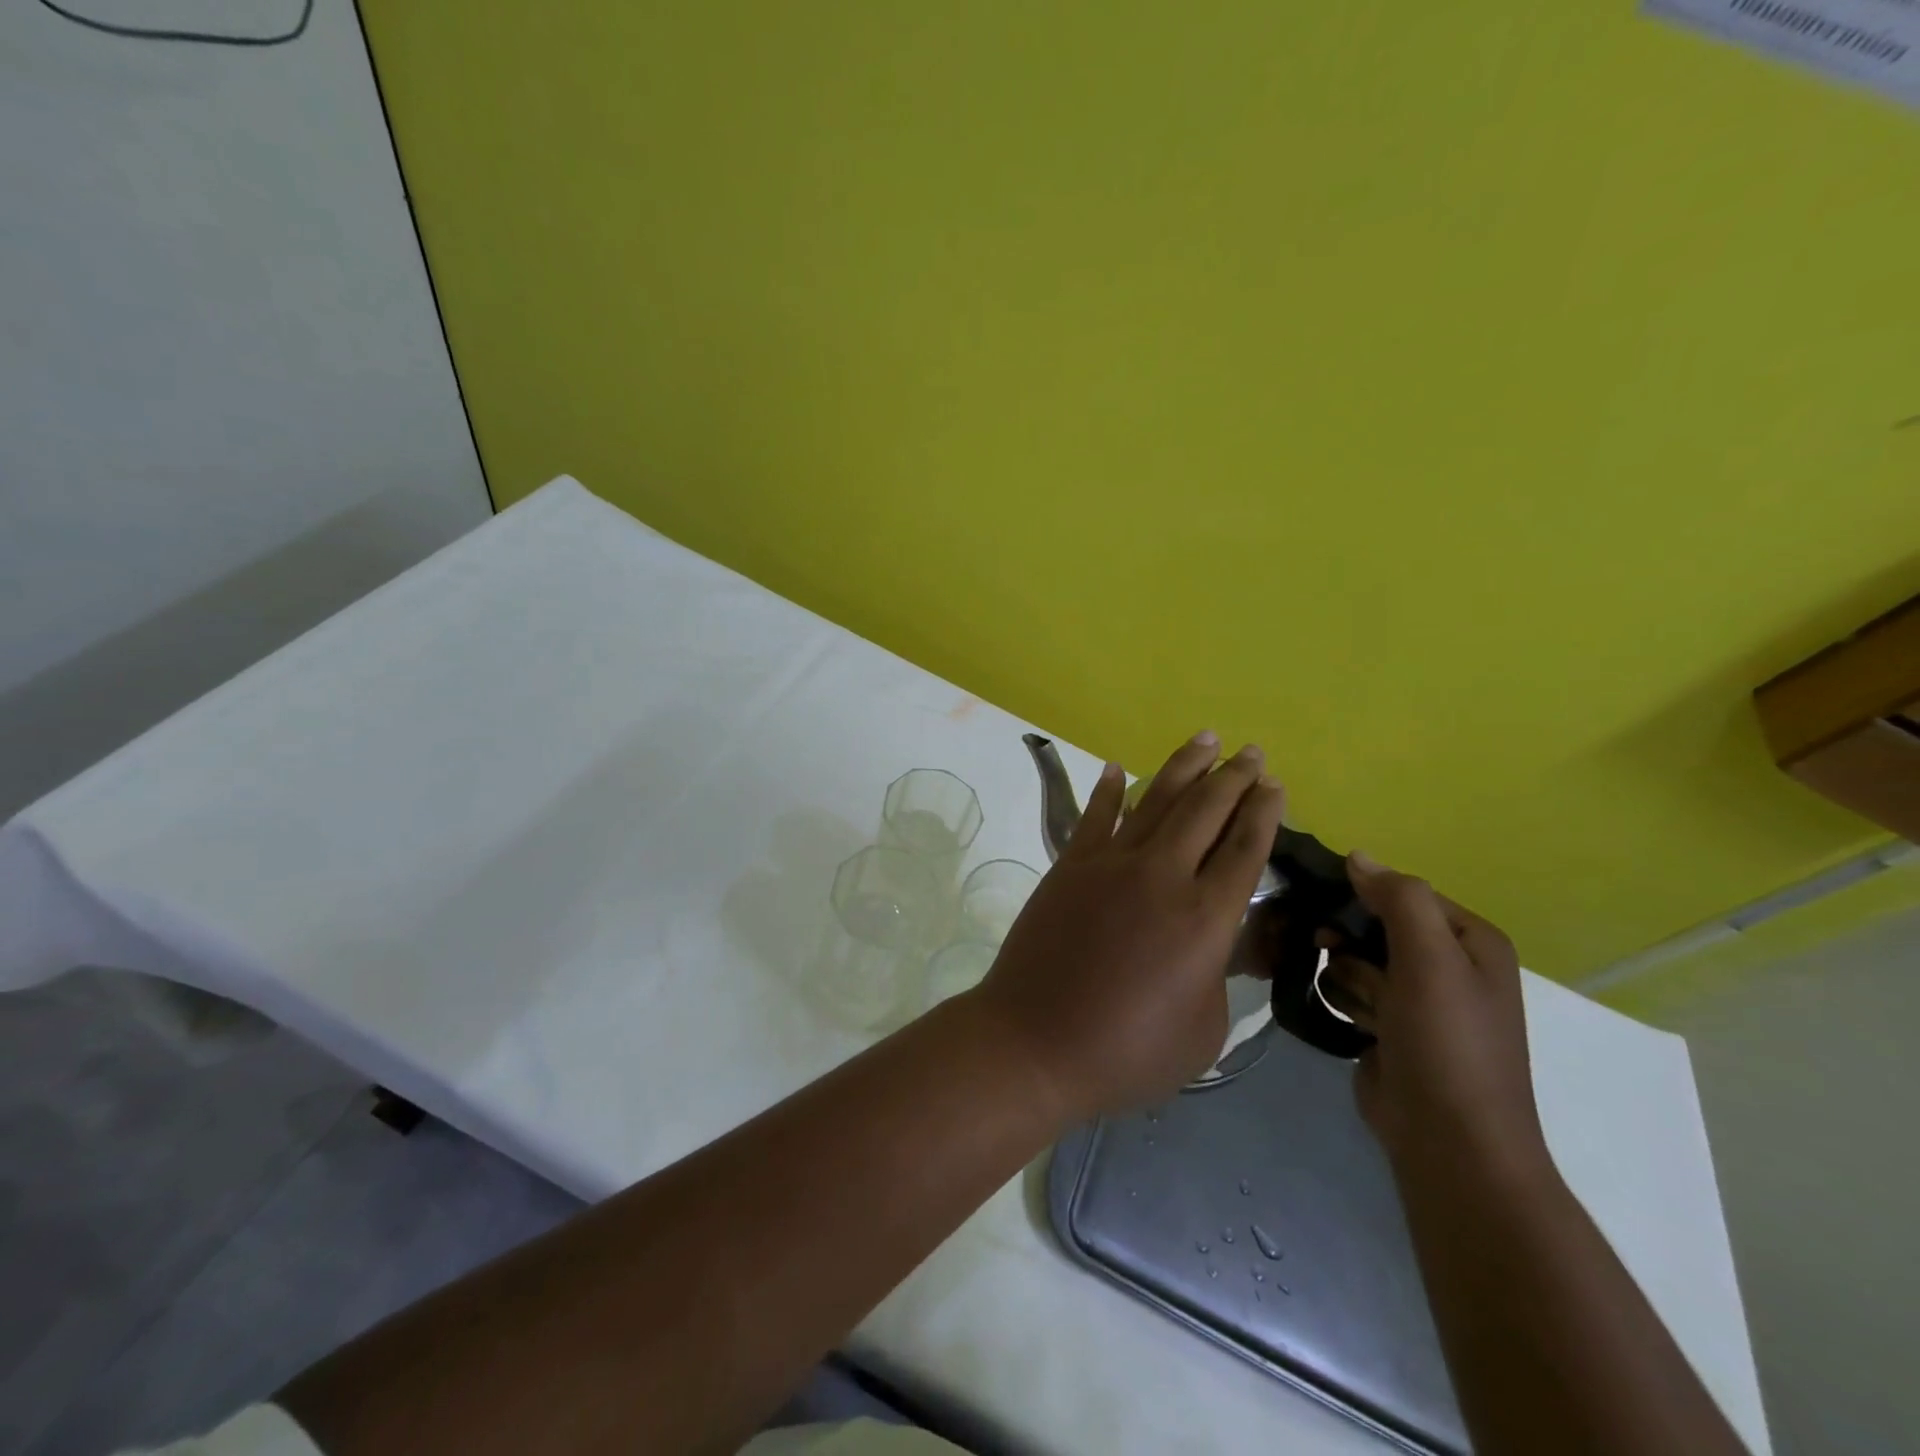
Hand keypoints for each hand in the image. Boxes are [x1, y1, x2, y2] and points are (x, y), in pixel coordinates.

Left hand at [969, 732, 1287, 1123]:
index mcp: (1206, 919)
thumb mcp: (1203, 1030)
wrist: (1034, 1041)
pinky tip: (1117, 768)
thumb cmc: (1126, 1052)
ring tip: (1206, 740)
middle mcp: (1162, 877)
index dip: (1263, 813)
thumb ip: (1219, 974)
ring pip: (1155, 801)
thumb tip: (1216, 941)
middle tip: (1251, 752)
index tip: (1274, 785)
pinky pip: (1095, 816)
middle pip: (1206, 811)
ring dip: (1183, 767)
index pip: (1245, 850)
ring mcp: (1110, 864)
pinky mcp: (1069, 865)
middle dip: (1234, 777)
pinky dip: (1108, 790)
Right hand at [1324, 856, 1549, 1178]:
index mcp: (1470, 941)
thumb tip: (1357, 855)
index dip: (1363, 895)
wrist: (1449, 1141)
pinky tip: (1352, 1022)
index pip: (1403, 892)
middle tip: (1327, 948)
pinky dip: (1344, 1000)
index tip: (1327, 906)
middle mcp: (1447, 964)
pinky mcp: (1388, 1026)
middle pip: (1375, 923)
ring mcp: (1416, 998)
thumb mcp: (1431, 959)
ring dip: (1346, 976)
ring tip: (1361, 1007)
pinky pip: (1349, 990)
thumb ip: (1398, 899)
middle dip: (1348, 938)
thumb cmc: (1447, 1042)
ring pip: (1354, 956)